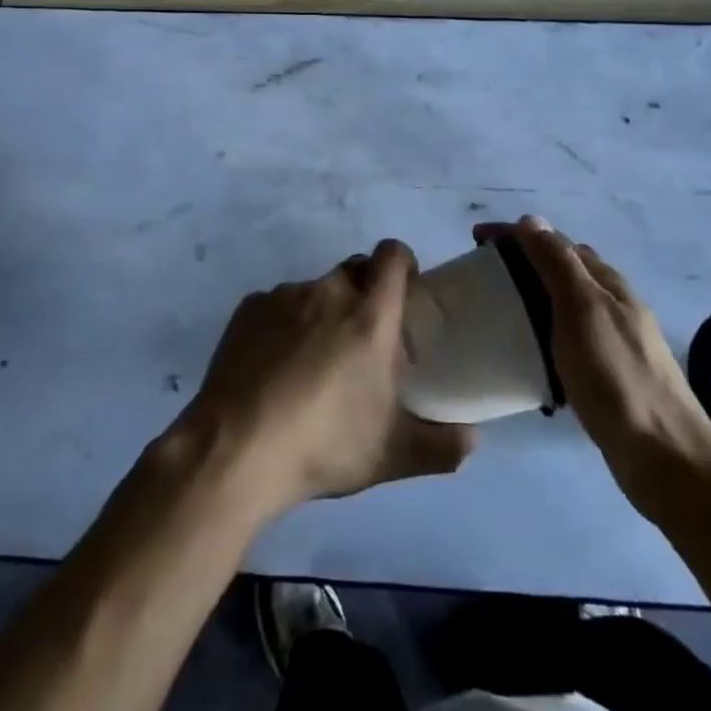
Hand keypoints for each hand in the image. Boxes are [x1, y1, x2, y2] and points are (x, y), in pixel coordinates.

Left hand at [176, 240, 475, 521]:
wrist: (237, 448)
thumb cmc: (325, 444)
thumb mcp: (393, 455)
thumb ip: (442, 446)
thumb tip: (473, 440)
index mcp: (370, 315)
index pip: (393, 255)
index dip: (402, 263)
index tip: (404, 291)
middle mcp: (329, 291)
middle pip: (354, 270)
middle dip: (364, 293)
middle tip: (362, 339)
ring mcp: (284, 295)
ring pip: (315, 290)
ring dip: (322, 313)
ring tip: (312, 363)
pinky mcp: (249, 308)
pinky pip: (277, 305)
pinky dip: (284, 325)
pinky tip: (274, 367)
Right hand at [475, 216, 710, 513]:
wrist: (666, 458)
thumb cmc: (617, 377)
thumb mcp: (581, 310)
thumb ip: (557, 263)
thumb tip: (530, 219)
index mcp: (606, 282)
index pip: (554, 241)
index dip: (515, 234)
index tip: (475, 241)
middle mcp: (612, 303)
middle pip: (560, 268)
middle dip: (520, 262)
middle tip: (481, 276)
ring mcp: (613, 339)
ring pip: (563, 304)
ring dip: (530, 297)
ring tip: (497, 311)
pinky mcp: (608, 373)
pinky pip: (566, 338)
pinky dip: (542, 332)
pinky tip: (528, 354)